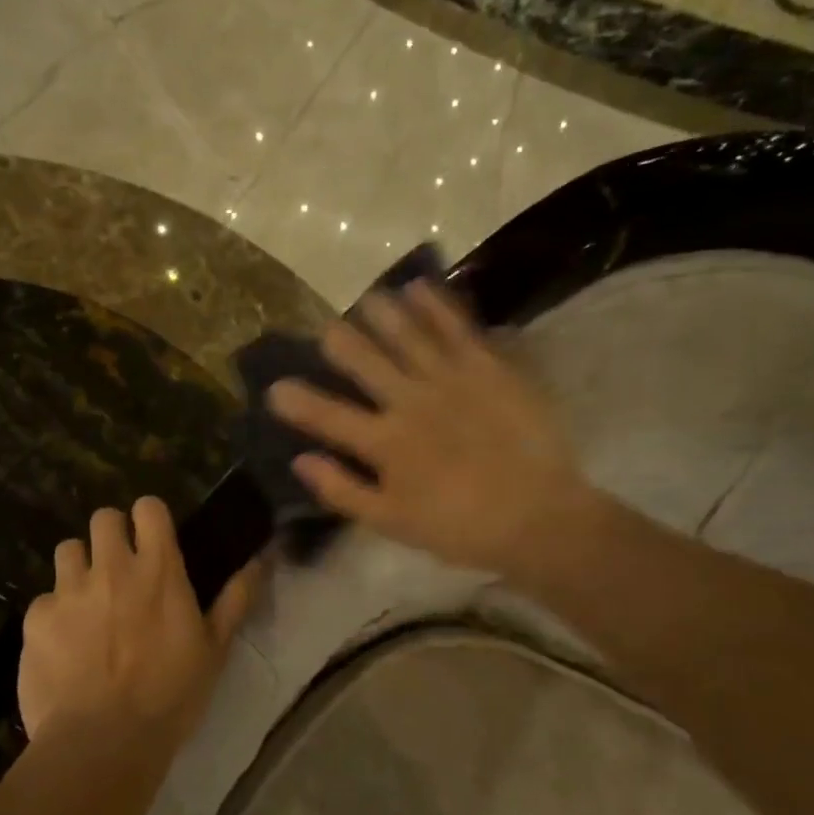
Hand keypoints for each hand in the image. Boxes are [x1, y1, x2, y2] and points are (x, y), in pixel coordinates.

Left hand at [18, 497, 259, 746]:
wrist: (103, 742)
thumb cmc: (170, 696)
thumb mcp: (214, 651)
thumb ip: (235, 600)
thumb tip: (259, 561)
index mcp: (158, 570)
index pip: (149, 508)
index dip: (149, 518)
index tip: (152, 538)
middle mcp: (111, 568)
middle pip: (103, 518)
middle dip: (111, 535)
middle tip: (118, 569)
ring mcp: (69, 590)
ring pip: (68, 549)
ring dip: (79, 567)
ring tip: (86, 601)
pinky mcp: (36, 618)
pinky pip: (44, 600)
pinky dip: (54, 615)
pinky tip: (62, 646)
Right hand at [267, 280, 597, 578]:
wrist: (538, 516)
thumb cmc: (459, 527)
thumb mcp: (391, 522)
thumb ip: (342, 490)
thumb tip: (300, 461)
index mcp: (385, 442)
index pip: (328, 416)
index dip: (298, 401)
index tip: (275, 387)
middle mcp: (411, 401)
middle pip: (366, 363)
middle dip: (342, 344)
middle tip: (326, 329)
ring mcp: (451, 380)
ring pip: (408, 337)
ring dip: (384, 316)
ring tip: (367, 299)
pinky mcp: (488, 369)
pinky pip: (457, 329)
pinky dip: (437, 306)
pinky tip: (420, 287)